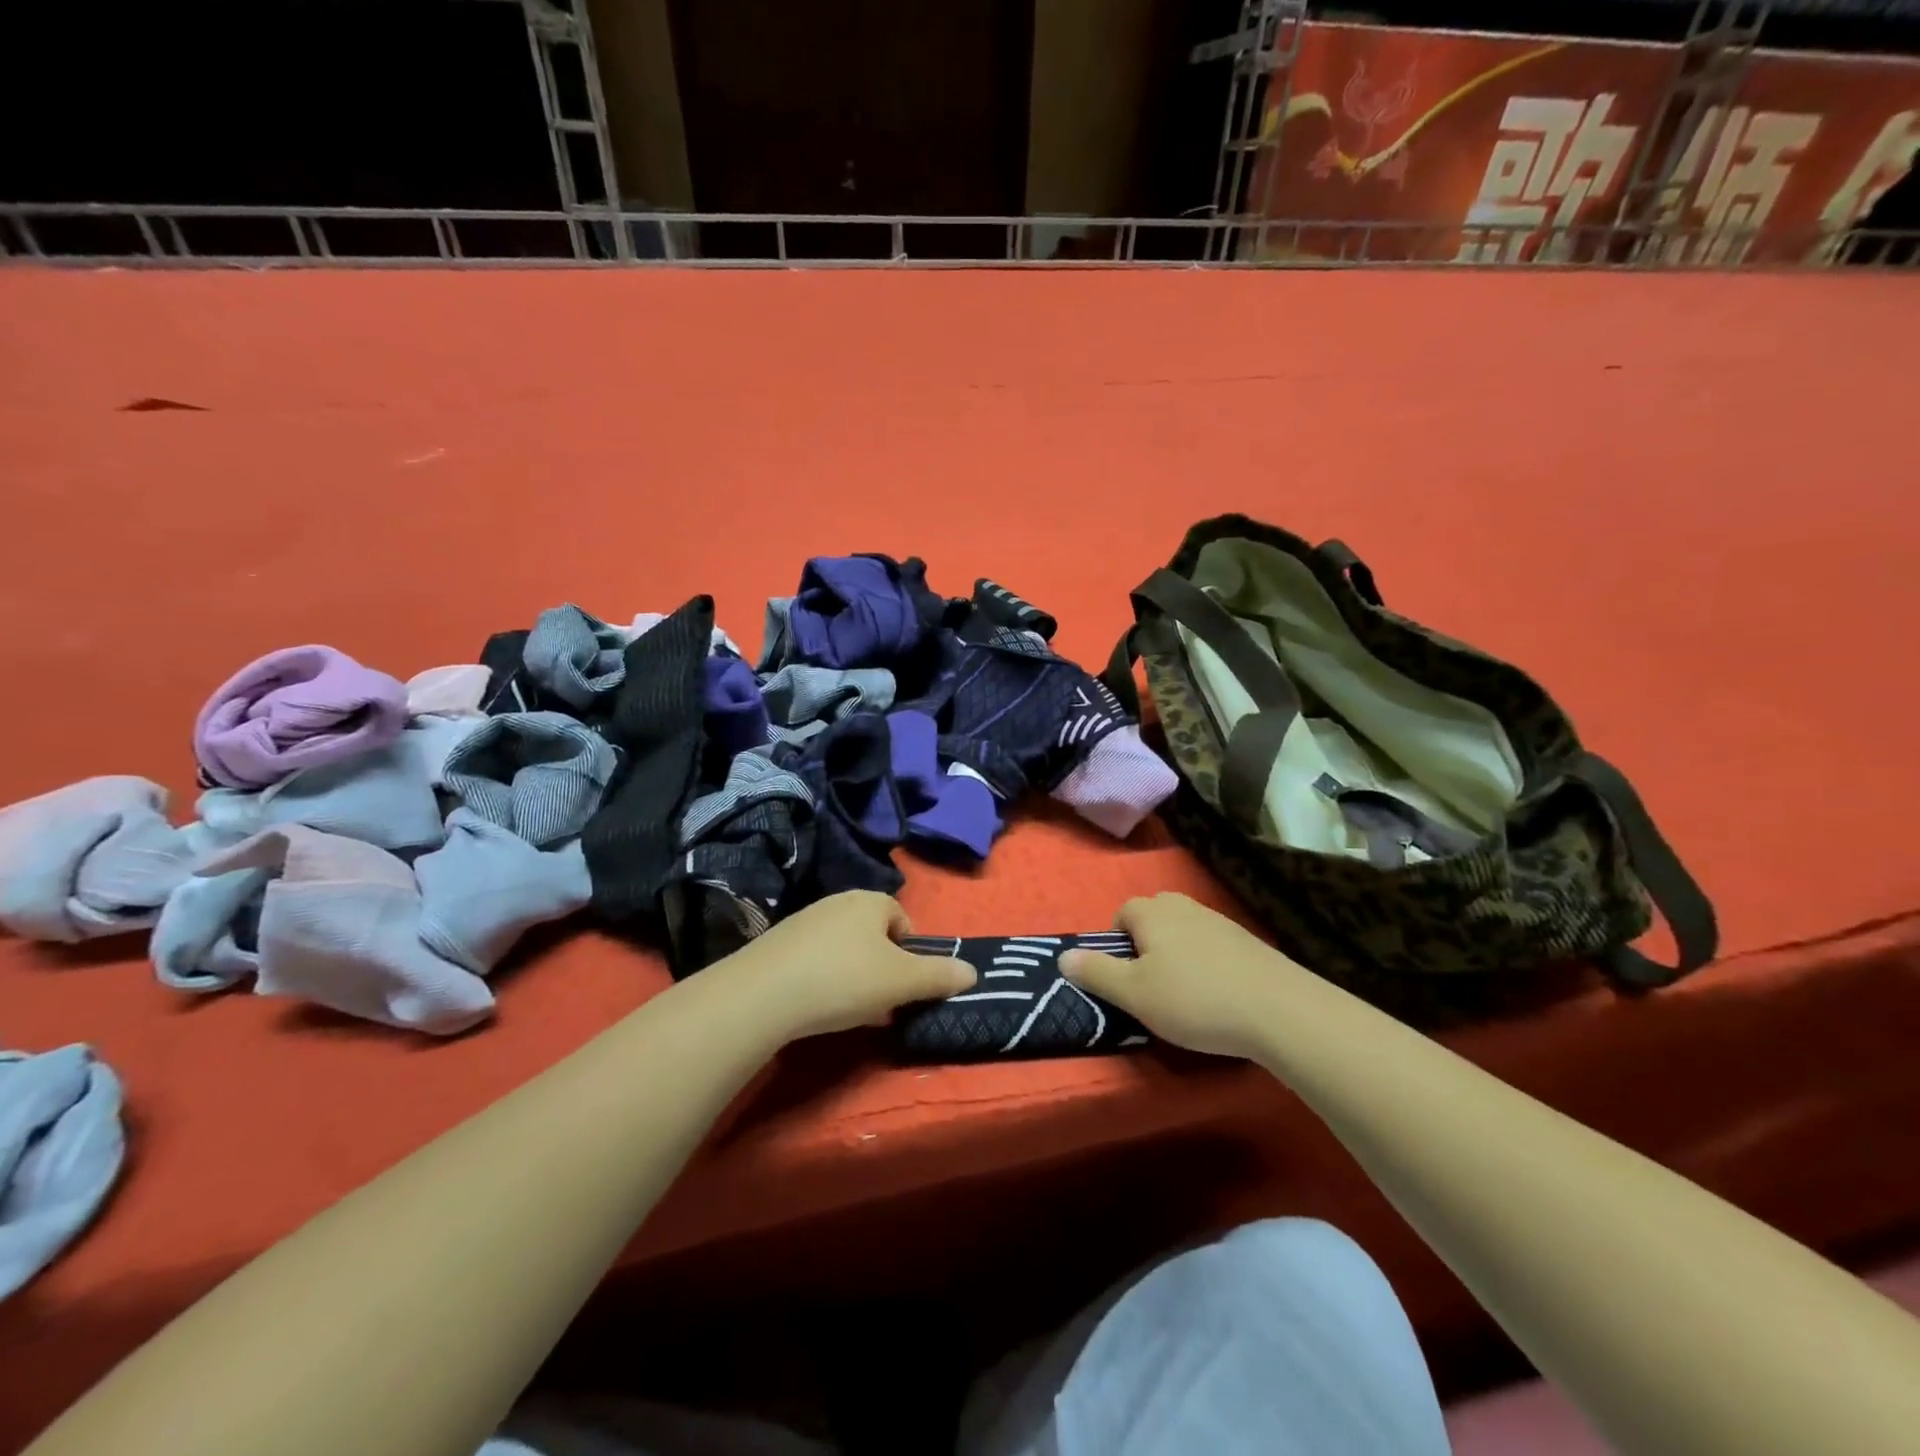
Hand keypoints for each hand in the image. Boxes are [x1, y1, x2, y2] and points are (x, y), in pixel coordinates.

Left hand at [720, 891, 977, 1043]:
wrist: (762, 995)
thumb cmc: (844, 979)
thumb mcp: (901, 982)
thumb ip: (939, 976)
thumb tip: (972, 972)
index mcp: (870, 901)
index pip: (902, 919)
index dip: (910, 952)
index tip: (905, 985)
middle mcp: (837, 902)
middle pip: (873, 934)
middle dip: (882, 967)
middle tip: (882, 1002)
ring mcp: (803, 921)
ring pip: (843, 948)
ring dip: (853, 975)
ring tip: (849, 1010)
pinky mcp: (777, 944)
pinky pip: (814, 959)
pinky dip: (823, 980)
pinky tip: (817, 1008)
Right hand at [1059, 892, 1298, 1061]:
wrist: (1280, 1010)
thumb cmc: (1195, 1000)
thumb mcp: (1135, 994)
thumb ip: (1096, 973)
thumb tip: (1063, 955)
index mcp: (1152, 912)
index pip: (1121, 914)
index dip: (1116, 944)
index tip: (1124, 979)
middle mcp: (1183, 906)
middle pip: (1154, 916)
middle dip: (1146, 944)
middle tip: (1151, 984)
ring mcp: (1219, 921)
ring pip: (1184, 930)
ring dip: (1178, 954)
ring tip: (1185, 994)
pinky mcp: (1248, 941)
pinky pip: (1212, 945)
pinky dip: (1207, 964)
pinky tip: (1217, 995)